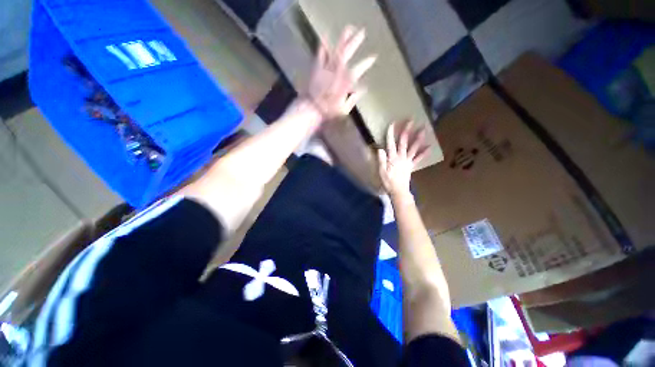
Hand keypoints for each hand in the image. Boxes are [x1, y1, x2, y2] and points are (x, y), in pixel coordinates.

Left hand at [305, 26, 376, 120]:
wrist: (312, 108)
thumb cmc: (329, 111)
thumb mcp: (344, 109)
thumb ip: (354, 98)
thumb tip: (364, 88)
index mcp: (345, 82)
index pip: (359, 69)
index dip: (366, 63)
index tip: (373, 57)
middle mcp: (337, 71)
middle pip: (347, 53)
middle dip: (355, 42)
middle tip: (362, 32)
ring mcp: (326, 68)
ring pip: (335, 50)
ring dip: (342, 39)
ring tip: (349, 28)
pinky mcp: (317, 68)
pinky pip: (320, 54)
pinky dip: (323, 46)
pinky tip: (324, 37)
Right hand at [378, 121, 428, 197]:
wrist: (398, 191)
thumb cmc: (388, 182)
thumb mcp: (381, 171)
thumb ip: (381, 160)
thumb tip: (380, 149)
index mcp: (392, 158)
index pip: (391, 144)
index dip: (391, 134)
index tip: (392, 124)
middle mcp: (401, 157)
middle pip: (404, 142)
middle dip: (407, 131)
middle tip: (411, 120)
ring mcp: (407, 161)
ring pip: (413, 148)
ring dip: (418, 138)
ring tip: (424, 129)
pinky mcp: (411, 166)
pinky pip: (418, 159)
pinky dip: (424, 153)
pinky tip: (430, 147)